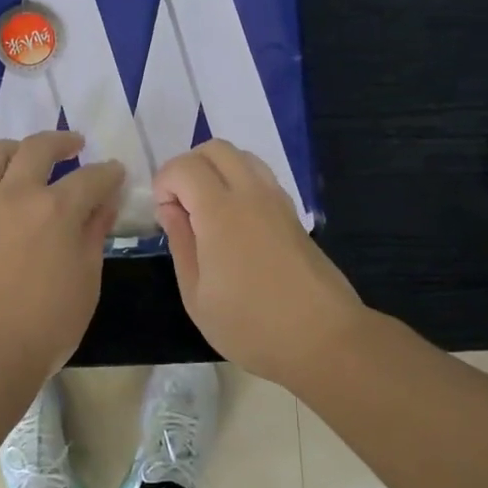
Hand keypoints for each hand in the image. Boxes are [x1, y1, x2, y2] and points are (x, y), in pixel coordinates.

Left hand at [0, 130, 125, 387]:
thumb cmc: (47, 325)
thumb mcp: (86, 281)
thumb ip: (93, 235)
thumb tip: (103, 205)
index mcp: (57, 210)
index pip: (92, 178)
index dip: (109, 174)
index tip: (116, 174)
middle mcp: (17, 195)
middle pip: (38, 149)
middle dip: (62, 142)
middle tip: (75, 146)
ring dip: (15, 147)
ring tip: (25, 153)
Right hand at [154, 141, 364, 387]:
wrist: (323, 339)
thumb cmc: (251, 325)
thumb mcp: (197, 295)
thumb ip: (180, 244)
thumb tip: (170, 210)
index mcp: (221, 212)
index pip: (185, 166)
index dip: (165, 182)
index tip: (164, 215)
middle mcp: (251, 194)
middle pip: (216, 148)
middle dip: (189, 166)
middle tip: (181, 204)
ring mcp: (278, 200)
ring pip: (242, 156)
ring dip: (217, 170)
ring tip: (207, 211)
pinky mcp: (294, 214)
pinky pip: (261, 177)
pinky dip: (240, 182)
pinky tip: (235, 223)